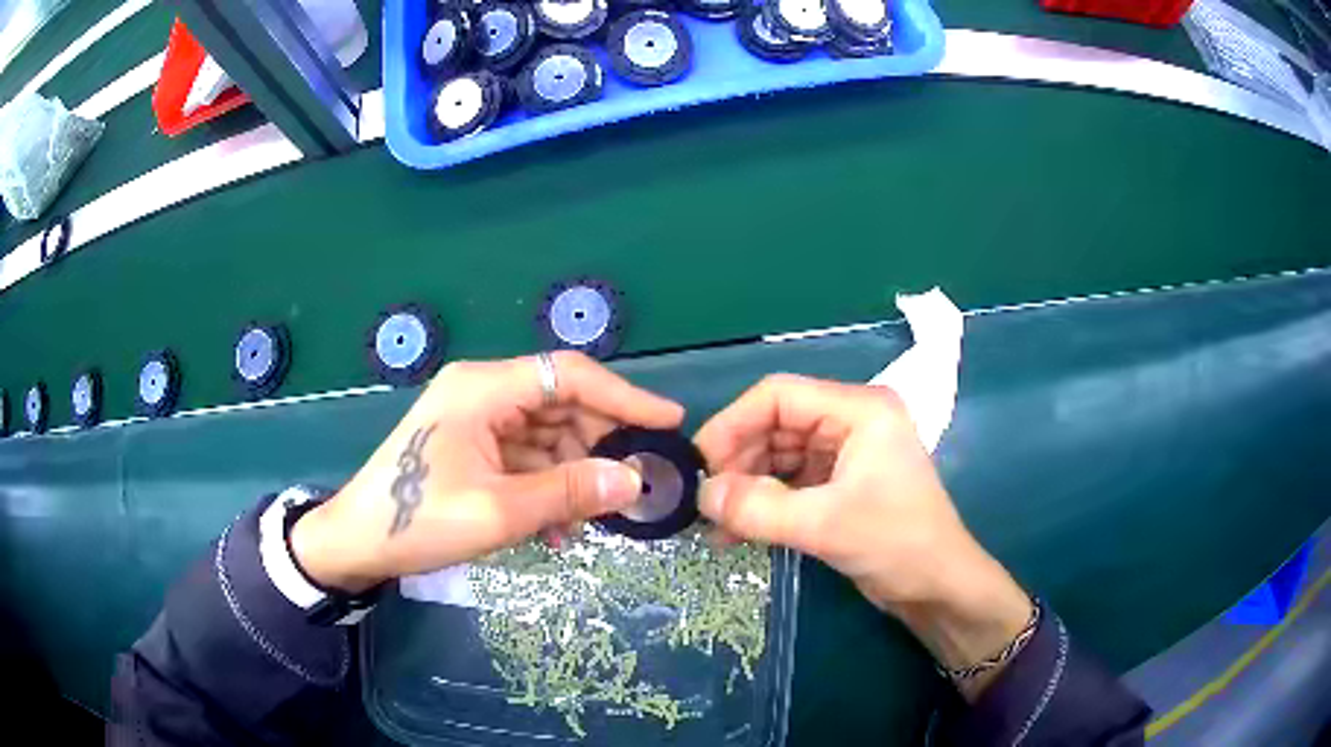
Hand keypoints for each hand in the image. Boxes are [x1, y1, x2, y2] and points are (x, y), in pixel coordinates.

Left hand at [290, 352, 683, 593]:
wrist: (356, 542)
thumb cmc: (417, 521)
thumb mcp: (498, 512)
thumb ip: (569, 492)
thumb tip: (635, 480)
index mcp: (483, 388)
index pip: (569, 375)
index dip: (624, 396)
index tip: (667, 423)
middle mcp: (482, 390)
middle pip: (561, 403)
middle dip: (598, 445)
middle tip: (632, 485)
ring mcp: (475, 416)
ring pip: (546, 433)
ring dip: (572, 474)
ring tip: (589, 519)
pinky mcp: (471, 442)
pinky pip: (524, 455)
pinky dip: (546, 484)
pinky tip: (556, 525)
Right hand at [694, 374, 1031, 697]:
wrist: (938, 588)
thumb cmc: (896, 543)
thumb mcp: (824, 525)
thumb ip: (758, 508)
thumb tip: (699, 495)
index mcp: (858, 409)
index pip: (778, 396)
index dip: (732, 424)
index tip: (697, 464)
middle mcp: (850, 422)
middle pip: (775, 425)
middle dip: (737, 462)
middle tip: (704, 501)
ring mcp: (845, 454)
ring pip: (778, 455)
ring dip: (746, 487)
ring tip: (715, 523)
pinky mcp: (840, 485)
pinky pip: (790, 483)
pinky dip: (763, 504)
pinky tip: (737, 533)